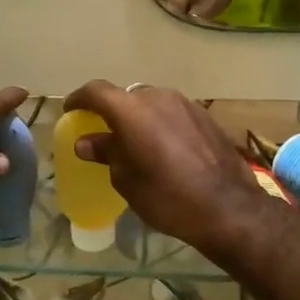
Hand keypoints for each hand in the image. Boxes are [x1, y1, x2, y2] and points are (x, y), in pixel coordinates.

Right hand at [62, 80, 277, 257]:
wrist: (228, 208)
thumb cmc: (167, 197)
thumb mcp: (127, 180)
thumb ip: (106, 154)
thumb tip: (87, 142)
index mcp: (131, 110)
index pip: (96, 91)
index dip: (79, 99)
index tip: (70, 112)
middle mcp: (157, 96)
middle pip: (126, 97)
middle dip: (112, 112)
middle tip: (105, 135)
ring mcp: (185, 103)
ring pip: (151, 103)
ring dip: (139, 118)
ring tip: (135, 144)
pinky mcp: (205, 116)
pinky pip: (172, 113)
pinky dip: (160, 124)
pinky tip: (163, 149)